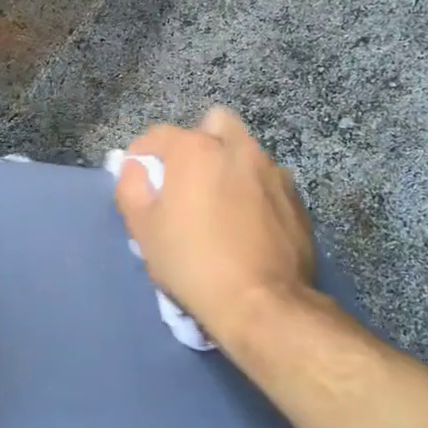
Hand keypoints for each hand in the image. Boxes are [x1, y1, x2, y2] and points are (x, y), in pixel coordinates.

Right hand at [114, 107, 317, 350]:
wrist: (262, 303)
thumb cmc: (192, 262)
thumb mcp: (144, 229)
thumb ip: (132, 186)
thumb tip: (136, 166)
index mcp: (196, 149)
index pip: (159, 134)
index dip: (143, 155)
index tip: (141, 179)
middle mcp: (238, 147)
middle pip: (213, 124)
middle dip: (198, 142)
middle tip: (189, 181)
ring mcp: (273, 170)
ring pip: (245, 151)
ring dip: (229, 166)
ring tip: (222, 206)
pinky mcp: (296, 197)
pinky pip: (268, 180)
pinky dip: (255, 192)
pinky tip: (250, 225)